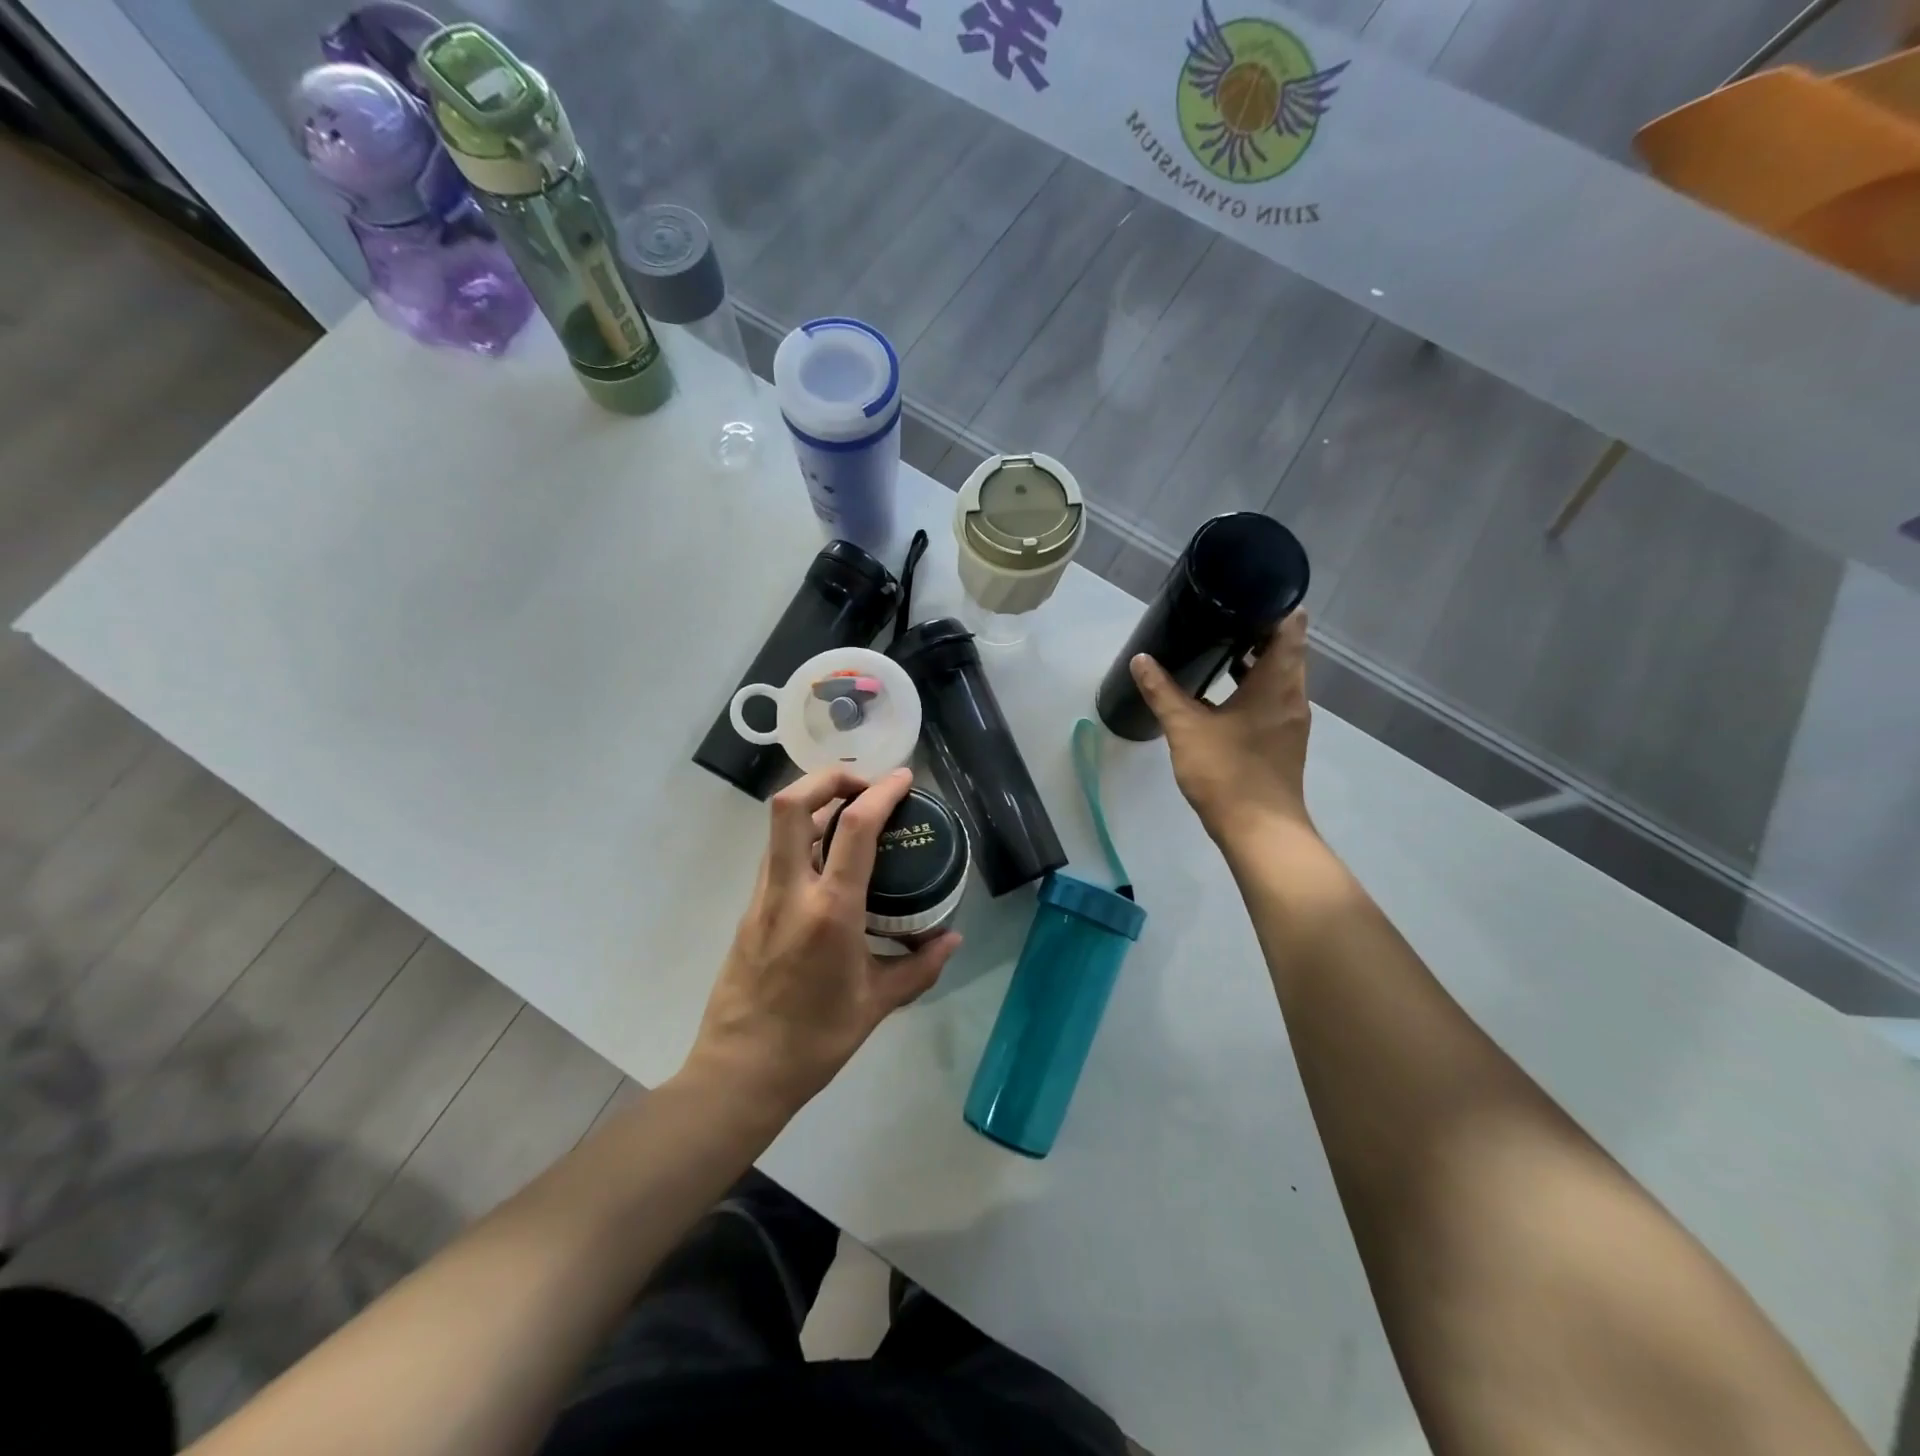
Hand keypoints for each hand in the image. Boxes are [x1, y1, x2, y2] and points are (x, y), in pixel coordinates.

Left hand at [684, 767, 961, 1119]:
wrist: (740, 1072)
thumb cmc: (814, 1041)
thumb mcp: (877, 1004)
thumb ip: (920, 967)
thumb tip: (952, 939)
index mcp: (830, 911)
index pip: (854, 828)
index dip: (882, 791)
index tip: (905, 778)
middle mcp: (791, 891)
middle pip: (792, 803)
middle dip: (829, 777)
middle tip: (865, 786)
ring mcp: (762, 897)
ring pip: (778, 826)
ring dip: (814, 804)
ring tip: (852, 816)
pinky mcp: (749, 909)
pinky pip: (776, 854)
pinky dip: (802, 837)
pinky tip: (829, 861)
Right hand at [1129, 612, 1315, 844]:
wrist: (1259, 831)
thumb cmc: (1227, 772)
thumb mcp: (1186, 728)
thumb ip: (1163, 692)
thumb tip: (1141, 660)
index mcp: (1277, 683)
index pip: (1289, 628)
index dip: (1273, 605)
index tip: (1245, 593)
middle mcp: (1293, 696)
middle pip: (1286, 650)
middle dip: (1257, 631)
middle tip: (1221, 616)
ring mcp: (1291, 720)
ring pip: (1279, 676)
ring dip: (1254, 662)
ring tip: (1217, 649)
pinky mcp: (1283, 741)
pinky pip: (1272, 699)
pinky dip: (1253, 687)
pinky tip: (1221, 695)